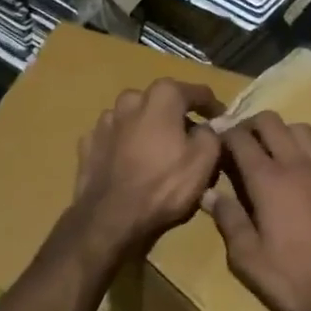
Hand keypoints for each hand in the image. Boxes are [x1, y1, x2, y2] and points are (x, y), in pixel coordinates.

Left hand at [70, 79, 223, 257]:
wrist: (110, 218)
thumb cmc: (164, 185)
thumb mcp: (204, 161)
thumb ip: (212, 134)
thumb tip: (209, 126)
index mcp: (162, 97)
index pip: (197, 92)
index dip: (213, 106)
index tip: (222, 120)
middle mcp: (130, 100)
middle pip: (161, 101)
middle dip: (177, 115)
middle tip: (189, 137)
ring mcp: (105, 121)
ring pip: (134, 117)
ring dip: (148, 128)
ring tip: (158, 151)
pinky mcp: (88, 143)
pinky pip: (115, 137)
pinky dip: (125, 144)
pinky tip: (131, 162)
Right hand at [203, 111, 310, 310]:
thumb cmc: (295, 277)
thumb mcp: (248, 258)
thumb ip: (228, 220)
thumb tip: (208, 194)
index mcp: (268, 179)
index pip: (240, 138)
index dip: (223, 134)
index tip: (212, 141)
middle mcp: (297, 164)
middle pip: (271, 122)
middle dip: (250, 125)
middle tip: (239, 144)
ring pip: (302, 130)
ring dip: (282, 134)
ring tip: (272, 154)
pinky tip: (309, 174)